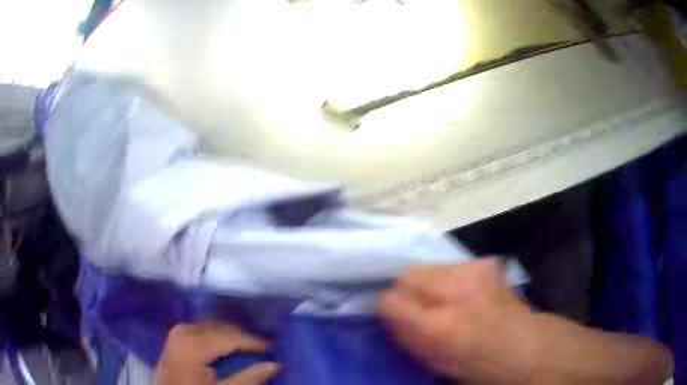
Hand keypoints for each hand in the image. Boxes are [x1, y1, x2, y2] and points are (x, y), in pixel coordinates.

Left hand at [156, 323, 279, 384]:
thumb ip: (248, 379)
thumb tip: (274, 364)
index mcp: (192, 345)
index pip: (229, 336)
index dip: (253, 342)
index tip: (274, 348)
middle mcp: (181, 333)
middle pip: (217, 327)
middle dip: (240, 336)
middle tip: (261, 348)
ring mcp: (174, 336)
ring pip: (206, 326)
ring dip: (227, 335)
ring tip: (244, 347)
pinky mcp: (171, 343)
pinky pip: (196, 331)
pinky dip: (212, 336)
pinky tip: (220, 346)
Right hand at [376, 258, 538, 383]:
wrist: (524, 346)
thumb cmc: (477, 365)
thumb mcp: (433, 362)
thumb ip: (404, 336)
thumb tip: (387, 315)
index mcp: (438, 328)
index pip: (390, 300)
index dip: (385, 306)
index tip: (388, 313)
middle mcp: (455, 293)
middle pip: (407, 275)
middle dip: (403, 290)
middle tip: (412, 306)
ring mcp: (474, 272)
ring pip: (427, 267)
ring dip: (426, 284)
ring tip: (438, 300)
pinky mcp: (485, 263)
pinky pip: (450, 266)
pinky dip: (447, 278)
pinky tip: (460, 293)